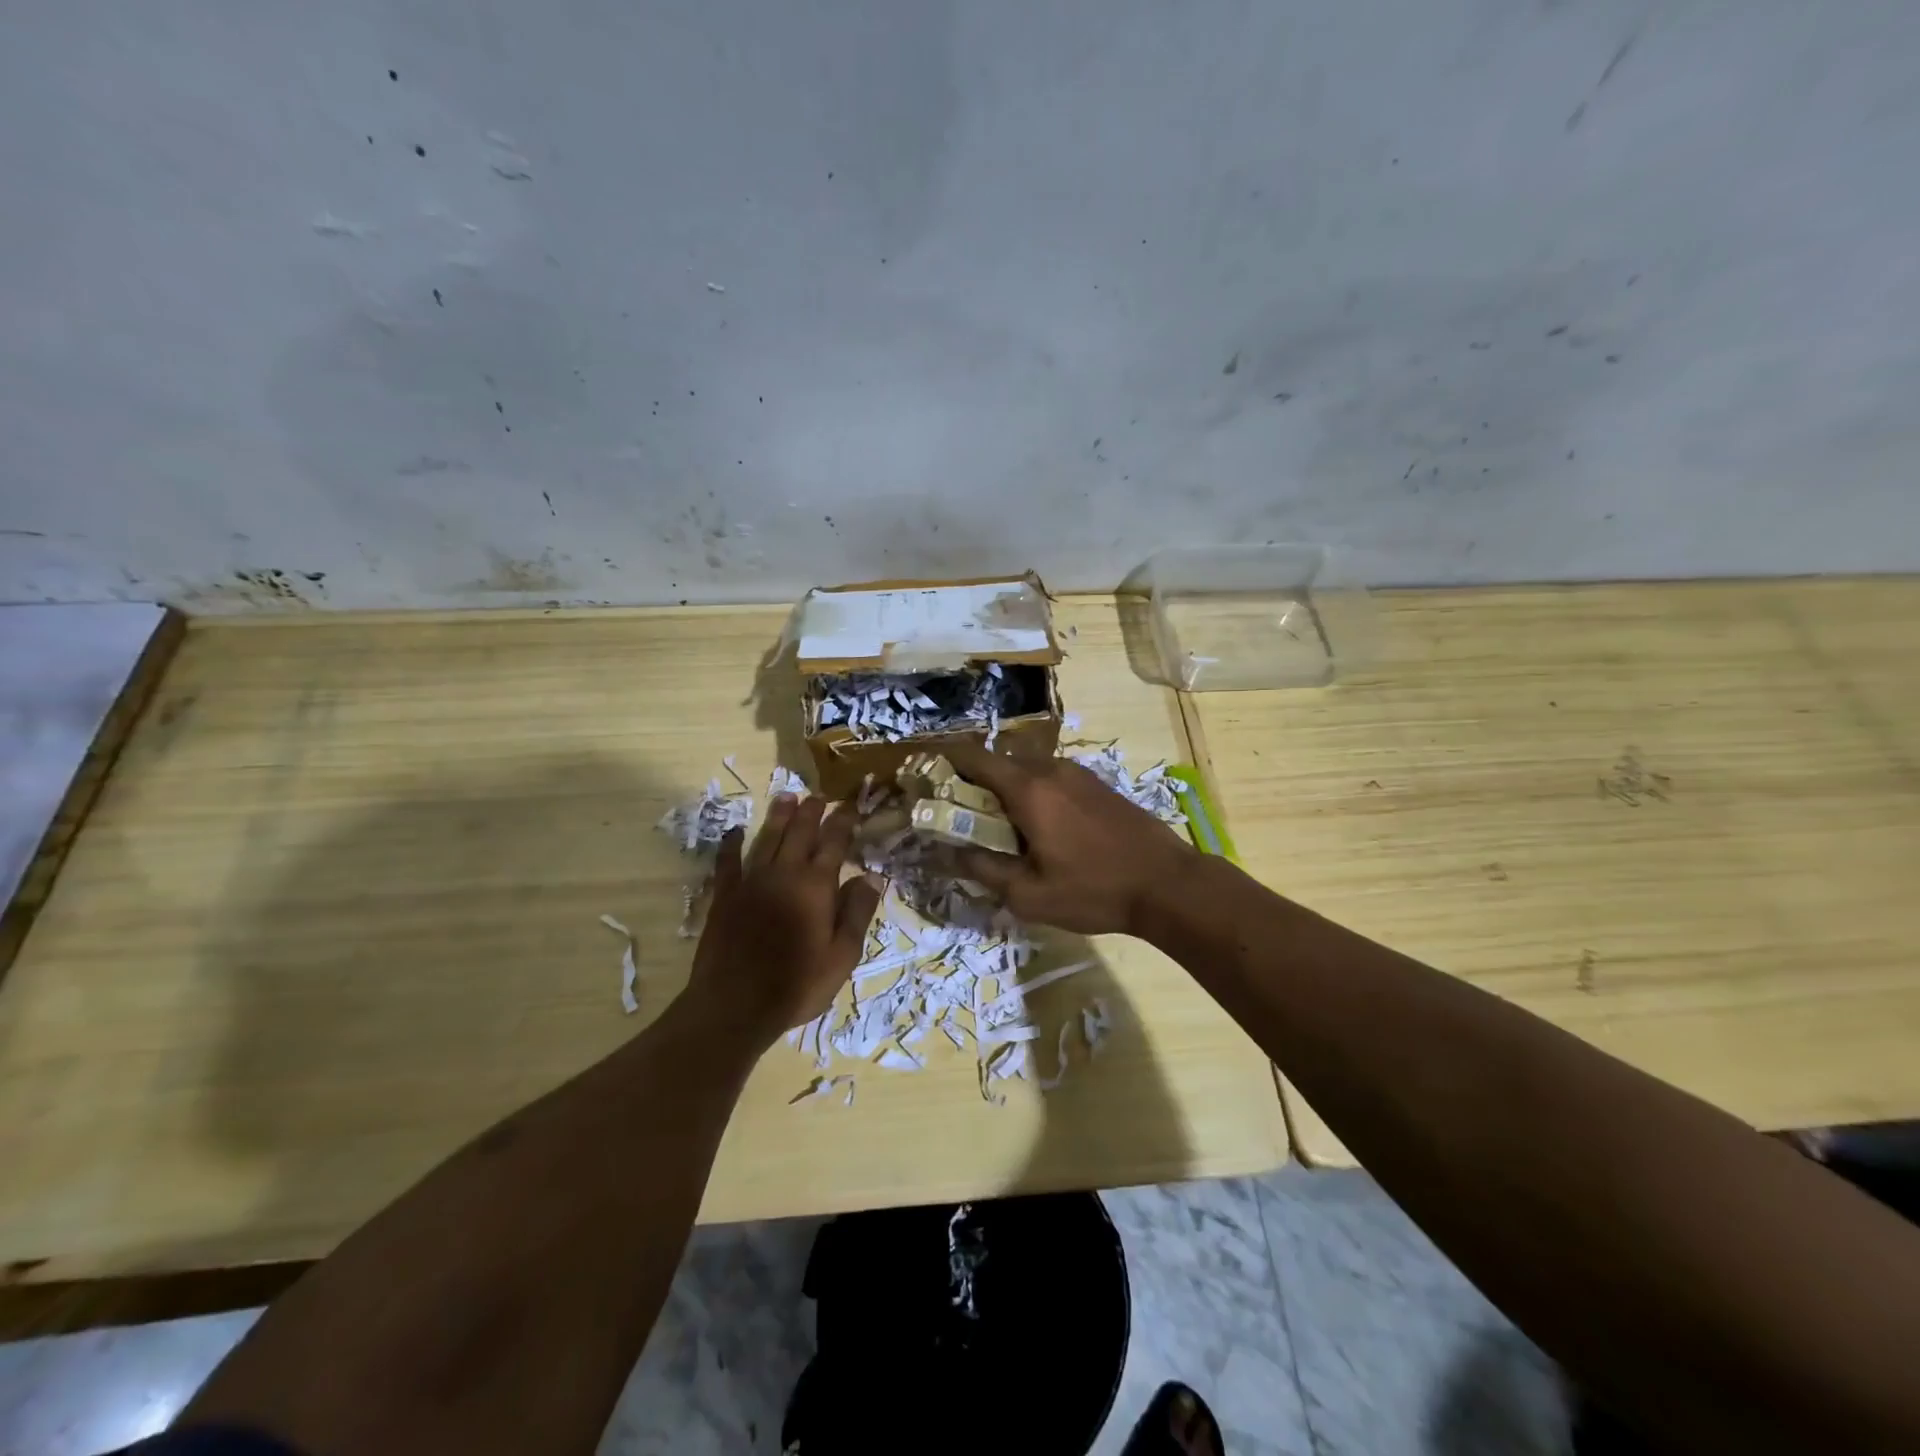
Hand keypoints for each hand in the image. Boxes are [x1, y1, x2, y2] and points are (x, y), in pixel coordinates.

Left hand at [688, 795, 883, 1043]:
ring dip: (778, 817)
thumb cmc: (797, 984)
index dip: (843, 822)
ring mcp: (751, 882)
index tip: (850, 805)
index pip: (834, 842)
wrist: (734, 1005)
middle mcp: (784, 874)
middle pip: (799, 833)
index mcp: (816, 886)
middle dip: (811, 811)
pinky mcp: (725, 896)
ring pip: (766, 838)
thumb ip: (857, 913)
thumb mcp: (842, 956)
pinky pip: (728, 862)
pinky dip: (731, 845)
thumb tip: (871, 877)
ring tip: (786, 796)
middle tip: (818, 795)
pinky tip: (733, 832)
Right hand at [942, 741, 1199, 935]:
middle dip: (972, 781)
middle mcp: (1050, 769)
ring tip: (997, 825)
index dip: (944, 763)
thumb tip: (950, 852)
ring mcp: (1077, 773)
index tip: (926, 780)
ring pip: (1025, 768)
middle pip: (997, 761)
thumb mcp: (1029, 895)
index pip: (974, 757)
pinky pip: (1049, 777)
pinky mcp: (1096, 783)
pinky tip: (1037, 826)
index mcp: (1028, 789)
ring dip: (1004, 788)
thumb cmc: (1094, 891)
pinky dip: (1030, 791)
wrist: (1168, 884)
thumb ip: (983, 869)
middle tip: (959, 813)